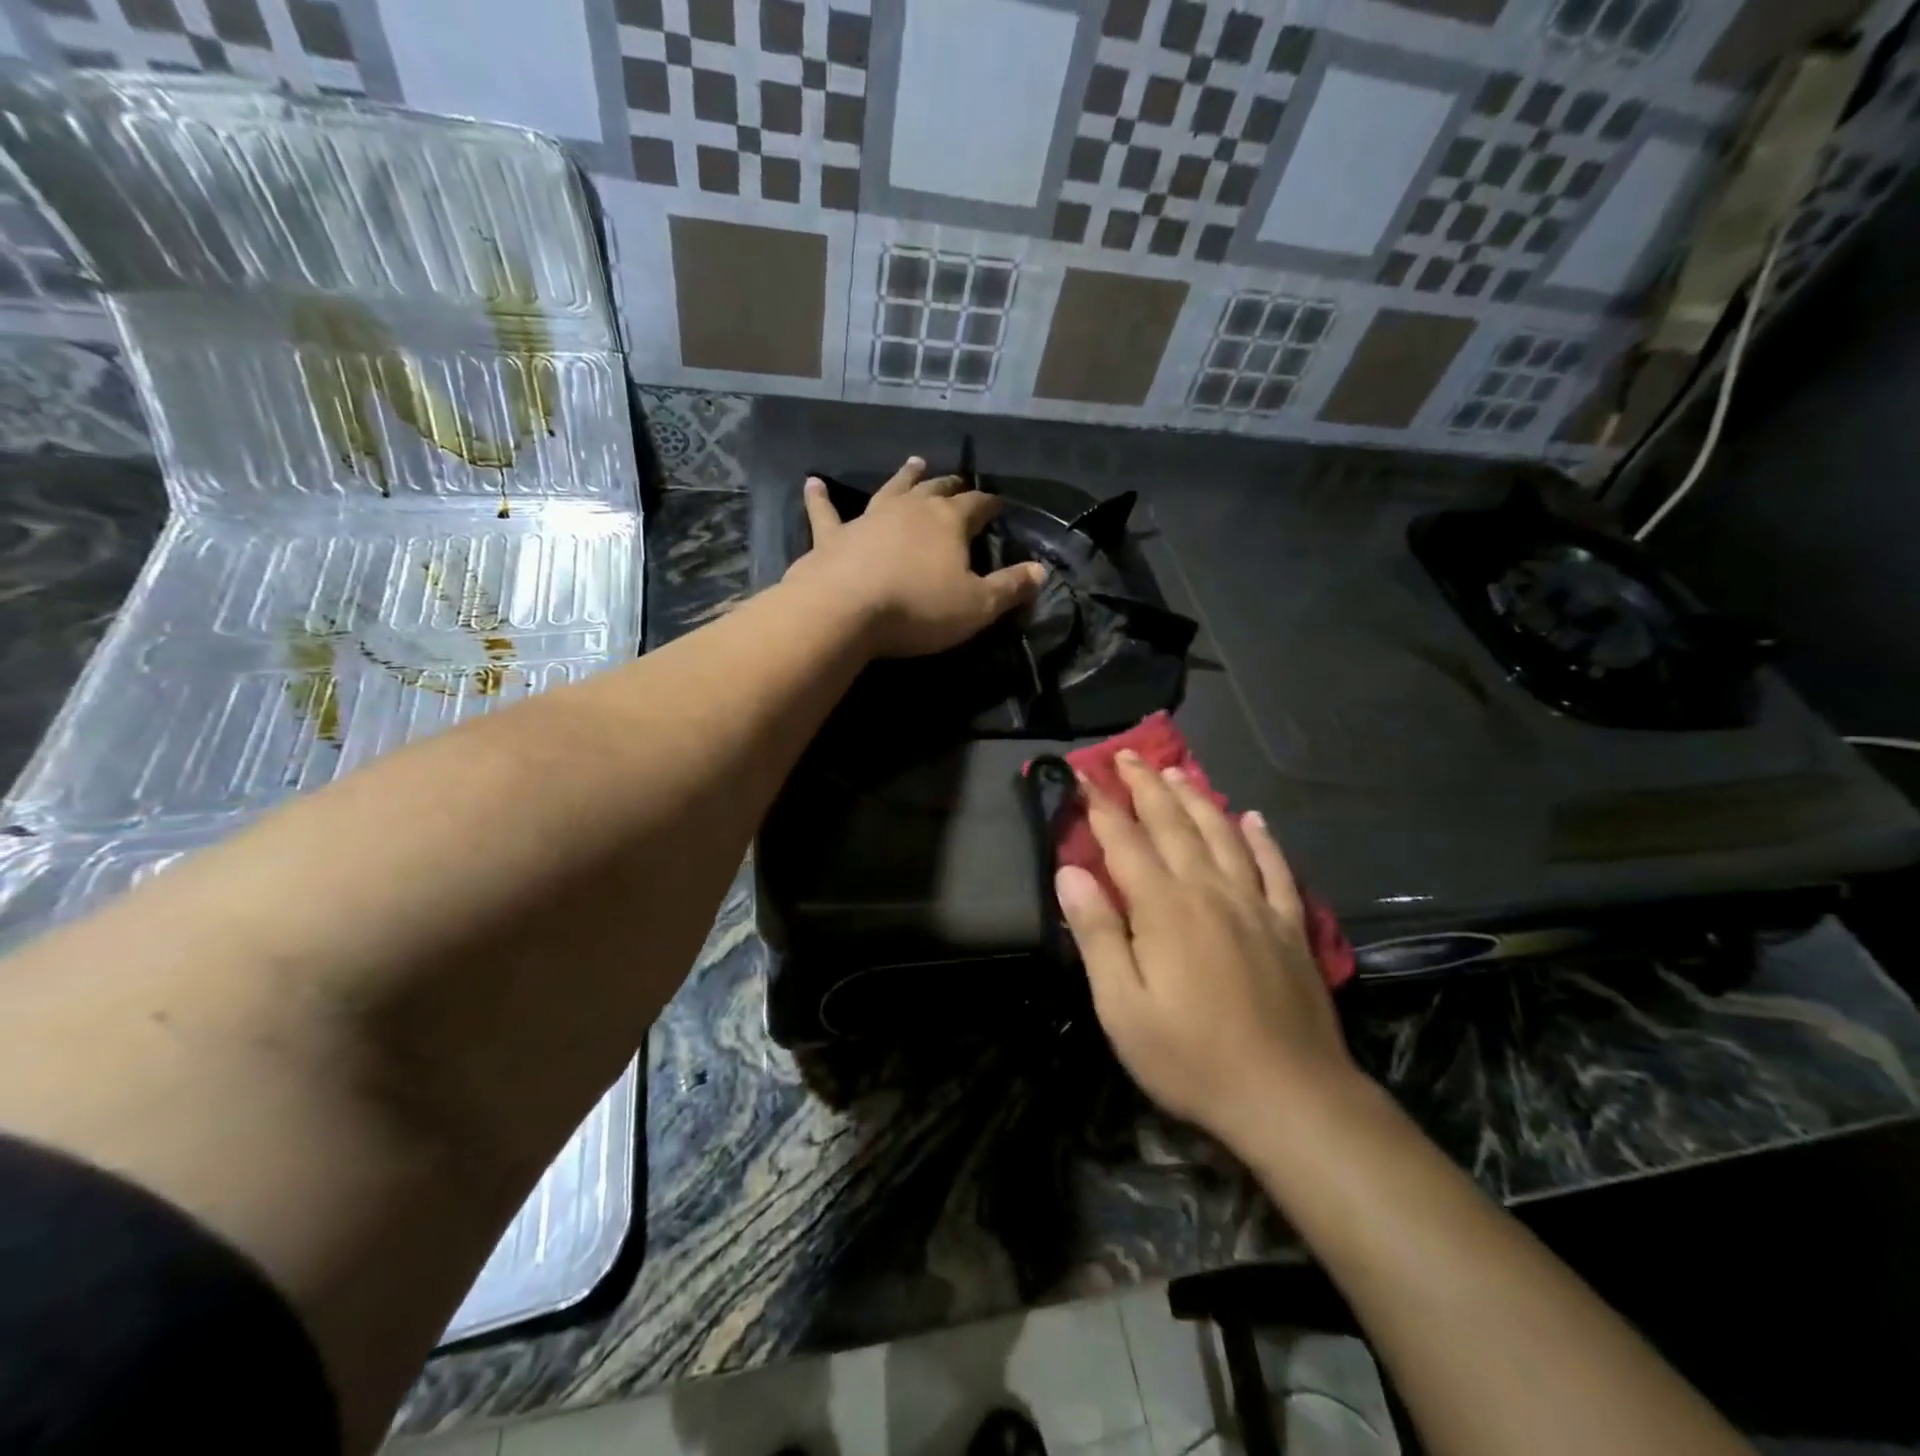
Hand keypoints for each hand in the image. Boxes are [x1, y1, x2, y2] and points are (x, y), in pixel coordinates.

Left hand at [784, 456, 1045, 658]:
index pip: (977, 505)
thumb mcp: (977, 606)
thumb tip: (1040, 571)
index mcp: (948, 522)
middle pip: (936, 490)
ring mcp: (868, 518)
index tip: (999, 505)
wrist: (845, 611)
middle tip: (959, 481)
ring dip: (904, 476)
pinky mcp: (832, 536)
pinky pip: (825, 512)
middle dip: (951, 485)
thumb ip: (1010, 587)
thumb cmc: (919, 608)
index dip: (990, 504)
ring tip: (914, 462)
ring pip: (891, 489)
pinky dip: (820, 498)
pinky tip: (812, 483)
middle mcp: (910, 509)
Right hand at [1054, 752, 1356, 1152]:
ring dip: (1196, 800)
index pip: (1124, 841)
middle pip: (1173, 825)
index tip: (1081, 776)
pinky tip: (1253, 819)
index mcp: (1164, 907)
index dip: (1100, 806)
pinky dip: (1262, 839)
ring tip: (1177, 772)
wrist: (1289, 1097)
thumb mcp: (1121, 1006)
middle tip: (1127, 756)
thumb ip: (1097, 933)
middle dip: (1146, 787)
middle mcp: (1209, 890)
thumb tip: (1069, 872)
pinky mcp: (1290, 927)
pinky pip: (1276, 868)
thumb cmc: (1190, 1056)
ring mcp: (1255, 905)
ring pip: (1222, 835)